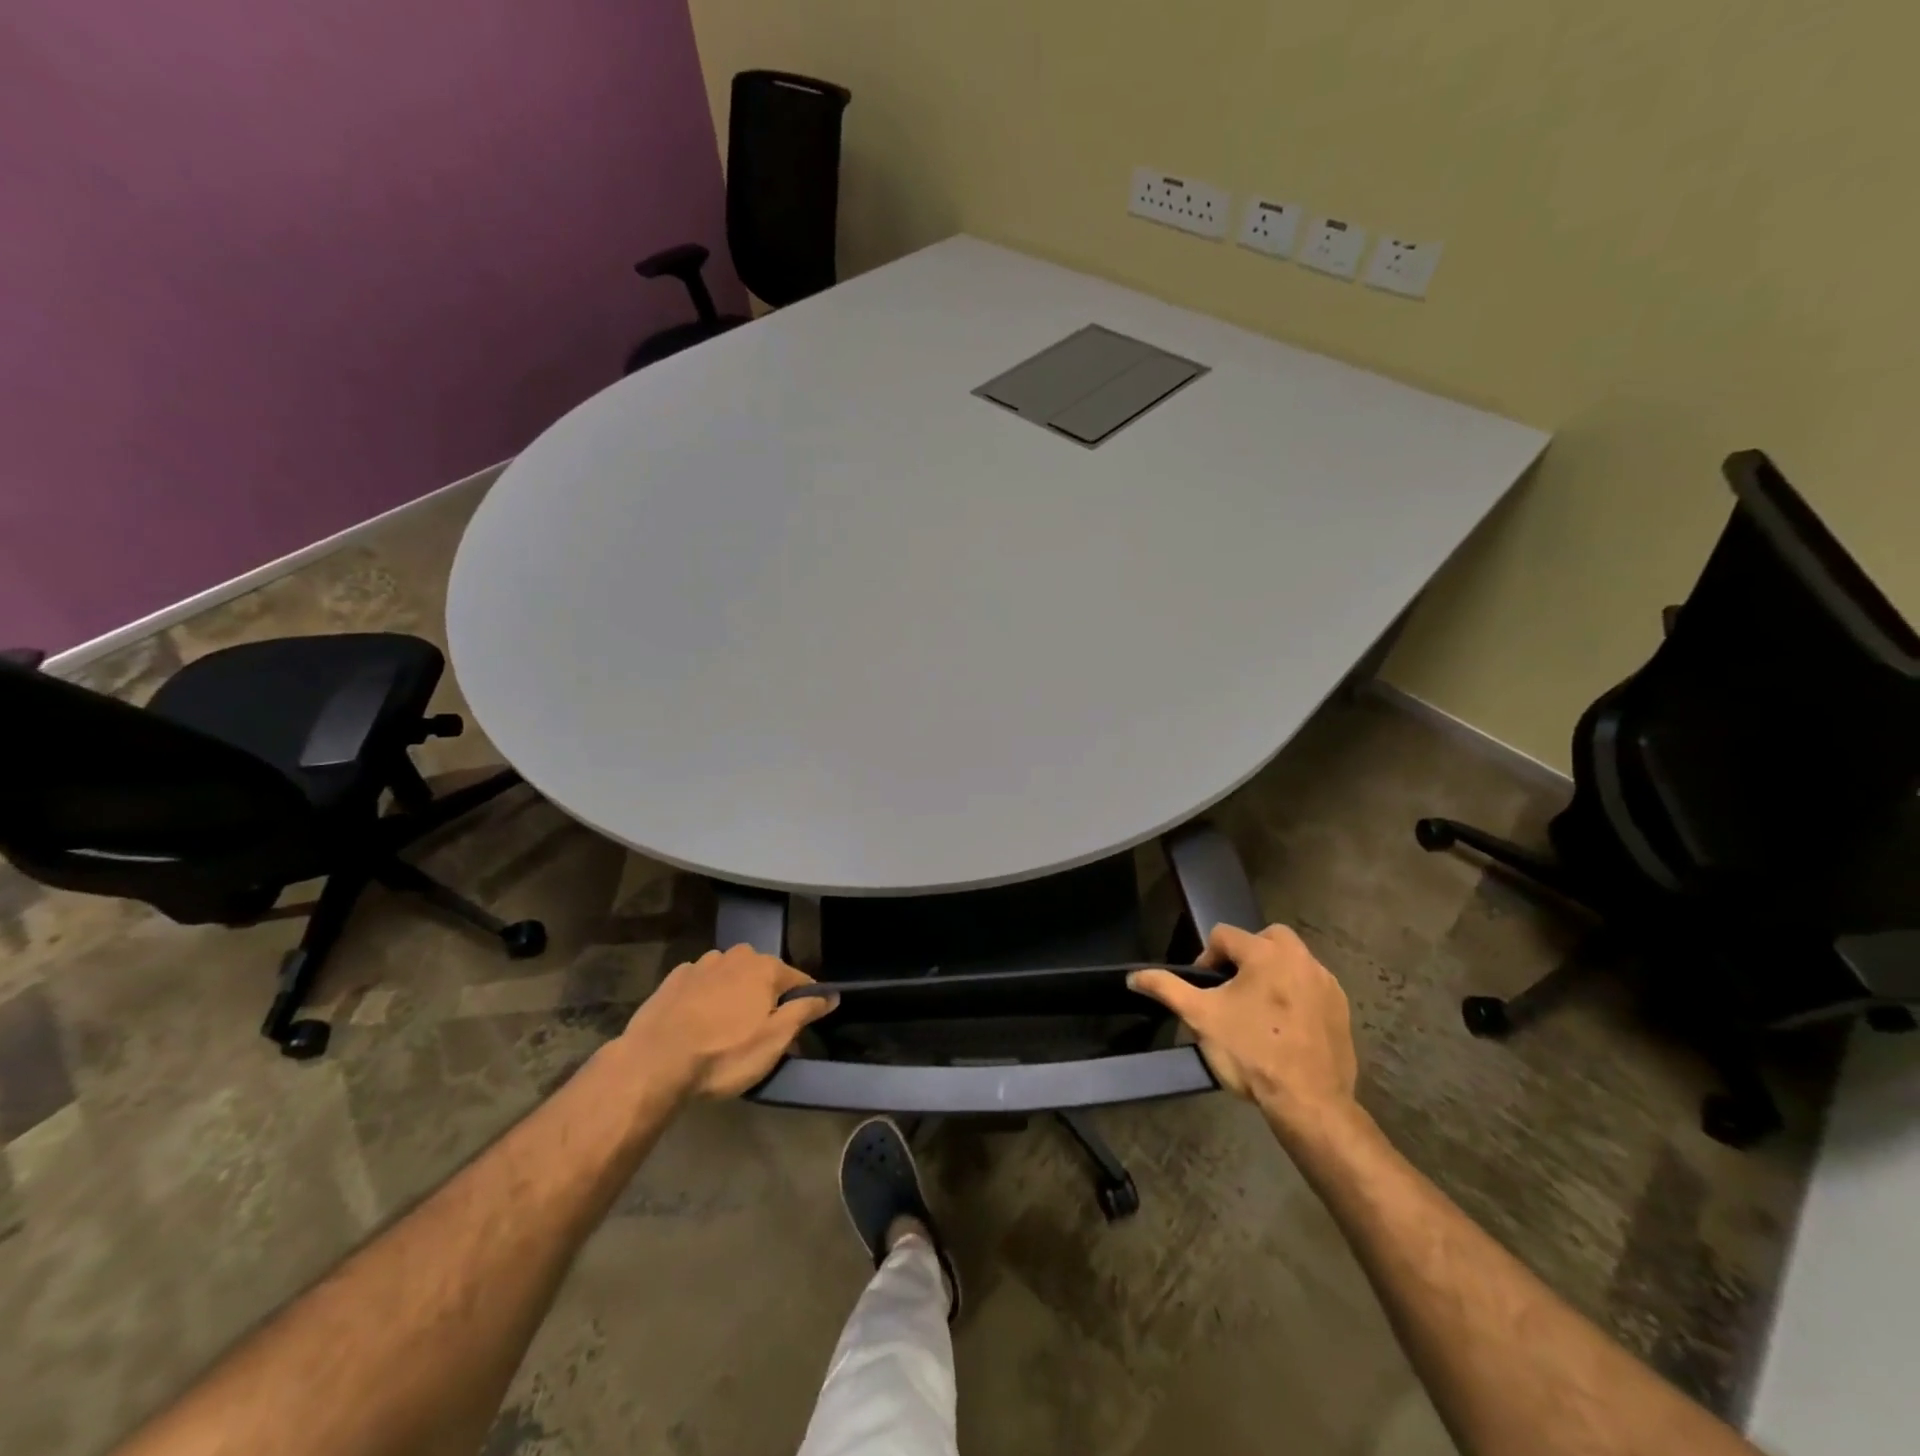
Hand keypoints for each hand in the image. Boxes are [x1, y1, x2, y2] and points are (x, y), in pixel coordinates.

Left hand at [621, 945, 836, 1099]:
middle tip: (760, 1032)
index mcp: (765, 968)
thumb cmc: (724, 1054)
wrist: (654, 1063)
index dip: (805, 1002)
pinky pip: (702, 984)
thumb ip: (805, 1011)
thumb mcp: (774, 1040)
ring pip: (730, 976)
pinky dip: (705, 997)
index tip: (802, 1025)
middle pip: (763, 975)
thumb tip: (832, 994)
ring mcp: (702, 965)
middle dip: (766, 997)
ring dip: (734, 995)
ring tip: (726, 1028)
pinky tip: (697, 1021)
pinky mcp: (673, 979)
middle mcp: (736, 956)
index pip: (799, 981)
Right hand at [1129, 923, 1357, 1138]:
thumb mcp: (1200, 1018)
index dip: (1207, 958)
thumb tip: (1133, 976)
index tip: (1205, 990)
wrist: (1309, 1102)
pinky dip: (1297, 993)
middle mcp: (1300, 958)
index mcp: (1265, 953)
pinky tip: (1285, 1025)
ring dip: (1273, 972)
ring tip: (1257, 1007)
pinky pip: (1313, 986)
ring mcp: (1326, 983)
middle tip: (1233, 989)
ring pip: (1293, 960)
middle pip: (1266, 938)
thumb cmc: (1251, 1052)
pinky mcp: (1342, 1008)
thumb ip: (1166, 989)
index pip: (1225, 935)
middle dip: (1246, 956)